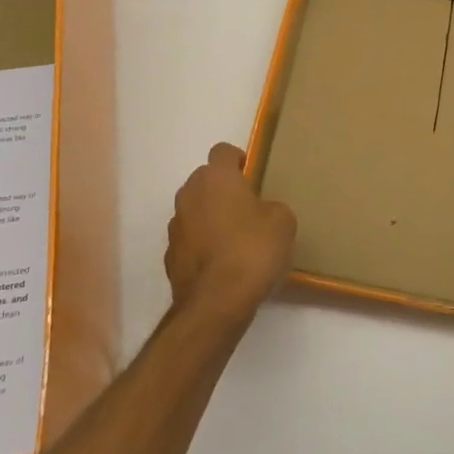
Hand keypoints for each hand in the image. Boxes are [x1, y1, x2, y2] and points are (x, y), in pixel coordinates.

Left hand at [165, 144, 296, 329]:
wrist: (216, 302)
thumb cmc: (253, 250)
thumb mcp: (283, 222)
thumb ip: (272, 207)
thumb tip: (263, 212)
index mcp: (216, 178)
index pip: (223, 151)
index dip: (238, 160)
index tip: (252, 177)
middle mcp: (189, 194)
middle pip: (205, 180)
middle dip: (223, 190)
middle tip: (247, 209)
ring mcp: (175, 226)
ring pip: (194, 210)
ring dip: (210, 217)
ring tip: (234, 240)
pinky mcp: (170, 256)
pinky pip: (189, 239)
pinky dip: (202, 245)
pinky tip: (221, 264)